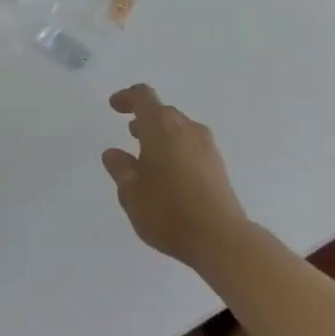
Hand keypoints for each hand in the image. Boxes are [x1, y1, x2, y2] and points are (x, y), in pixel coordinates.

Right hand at [103, 84, 248, 269]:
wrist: (221, 239)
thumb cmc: (167, 211)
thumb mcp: (131, 193)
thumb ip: (120, 169)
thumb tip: (113, 154)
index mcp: (160, 125)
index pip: (143, 96)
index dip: (127, 97)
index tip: (115, 106)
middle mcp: (186, 127)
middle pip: (163, 112)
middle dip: (145, 120)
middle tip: (131, 135)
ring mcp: (207, 146)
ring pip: (180, 130)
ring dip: (162, 137)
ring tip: (149, 158)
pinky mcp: (219, 166)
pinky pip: (193, 147)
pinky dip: (178, 152)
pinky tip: (171, 177)